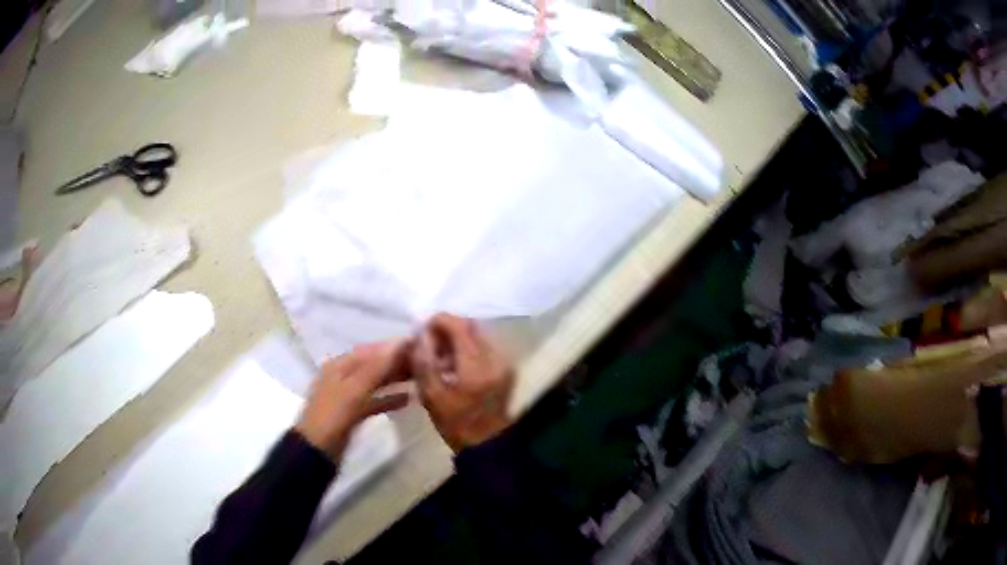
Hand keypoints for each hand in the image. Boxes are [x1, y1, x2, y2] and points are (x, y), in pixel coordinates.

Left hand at [295, 340, 411, 460]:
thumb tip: (401, 343)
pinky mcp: (353, 413)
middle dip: (397, 363)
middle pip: (374, 365)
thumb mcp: (355, 390)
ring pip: (375, 382)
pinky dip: (389, 398)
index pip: (371, 350)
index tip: (420, 345)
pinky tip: (408, 399)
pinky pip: (374, 400)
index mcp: (339, 365)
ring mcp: (348, 395)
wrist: (316, 450)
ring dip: (395, 379)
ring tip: (420, 377)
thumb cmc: (333, 416)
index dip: (394, 347)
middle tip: (425, 362)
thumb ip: (377, 367)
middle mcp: (343, 376)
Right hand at [412, 314, 514, 451]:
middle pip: (470, 327)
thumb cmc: (456, 424)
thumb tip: (420, 335)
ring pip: (477, 336)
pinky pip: (484, 347)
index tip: (422, 331)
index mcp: (477, 365)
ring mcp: (504, 362)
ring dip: (457, 339)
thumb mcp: (431, 396)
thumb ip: (424, 362)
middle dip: (447, 329)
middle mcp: (495, 358)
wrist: (487, 445)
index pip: (459, 326)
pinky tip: (454, 366)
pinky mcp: (506, 369)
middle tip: (429, 344)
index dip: (439, 322)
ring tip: (439, 357)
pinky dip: (467, 349)